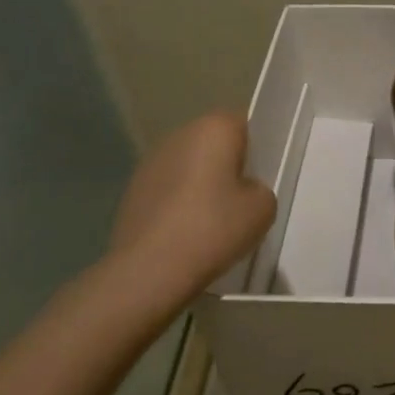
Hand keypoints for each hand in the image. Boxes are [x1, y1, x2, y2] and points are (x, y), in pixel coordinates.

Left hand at [108, 111, 276, 303]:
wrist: (149, 270)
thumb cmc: (214, 228)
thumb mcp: (263, 208)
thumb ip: (260, 189)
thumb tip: (242, 191)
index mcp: (214, 128)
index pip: (243, 124)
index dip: (256, 148)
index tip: (261, 176)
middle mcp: (179, 134)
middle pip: (213, 143)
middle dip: (226, 164)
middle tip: (241, 199)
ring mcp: (150, 162)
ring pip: (188, 165)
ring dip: (200, 183)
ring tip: (212, 220)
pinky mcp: (131, 191)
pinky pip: (168, 189)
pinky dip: (178, 203)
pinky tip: (186, 233)